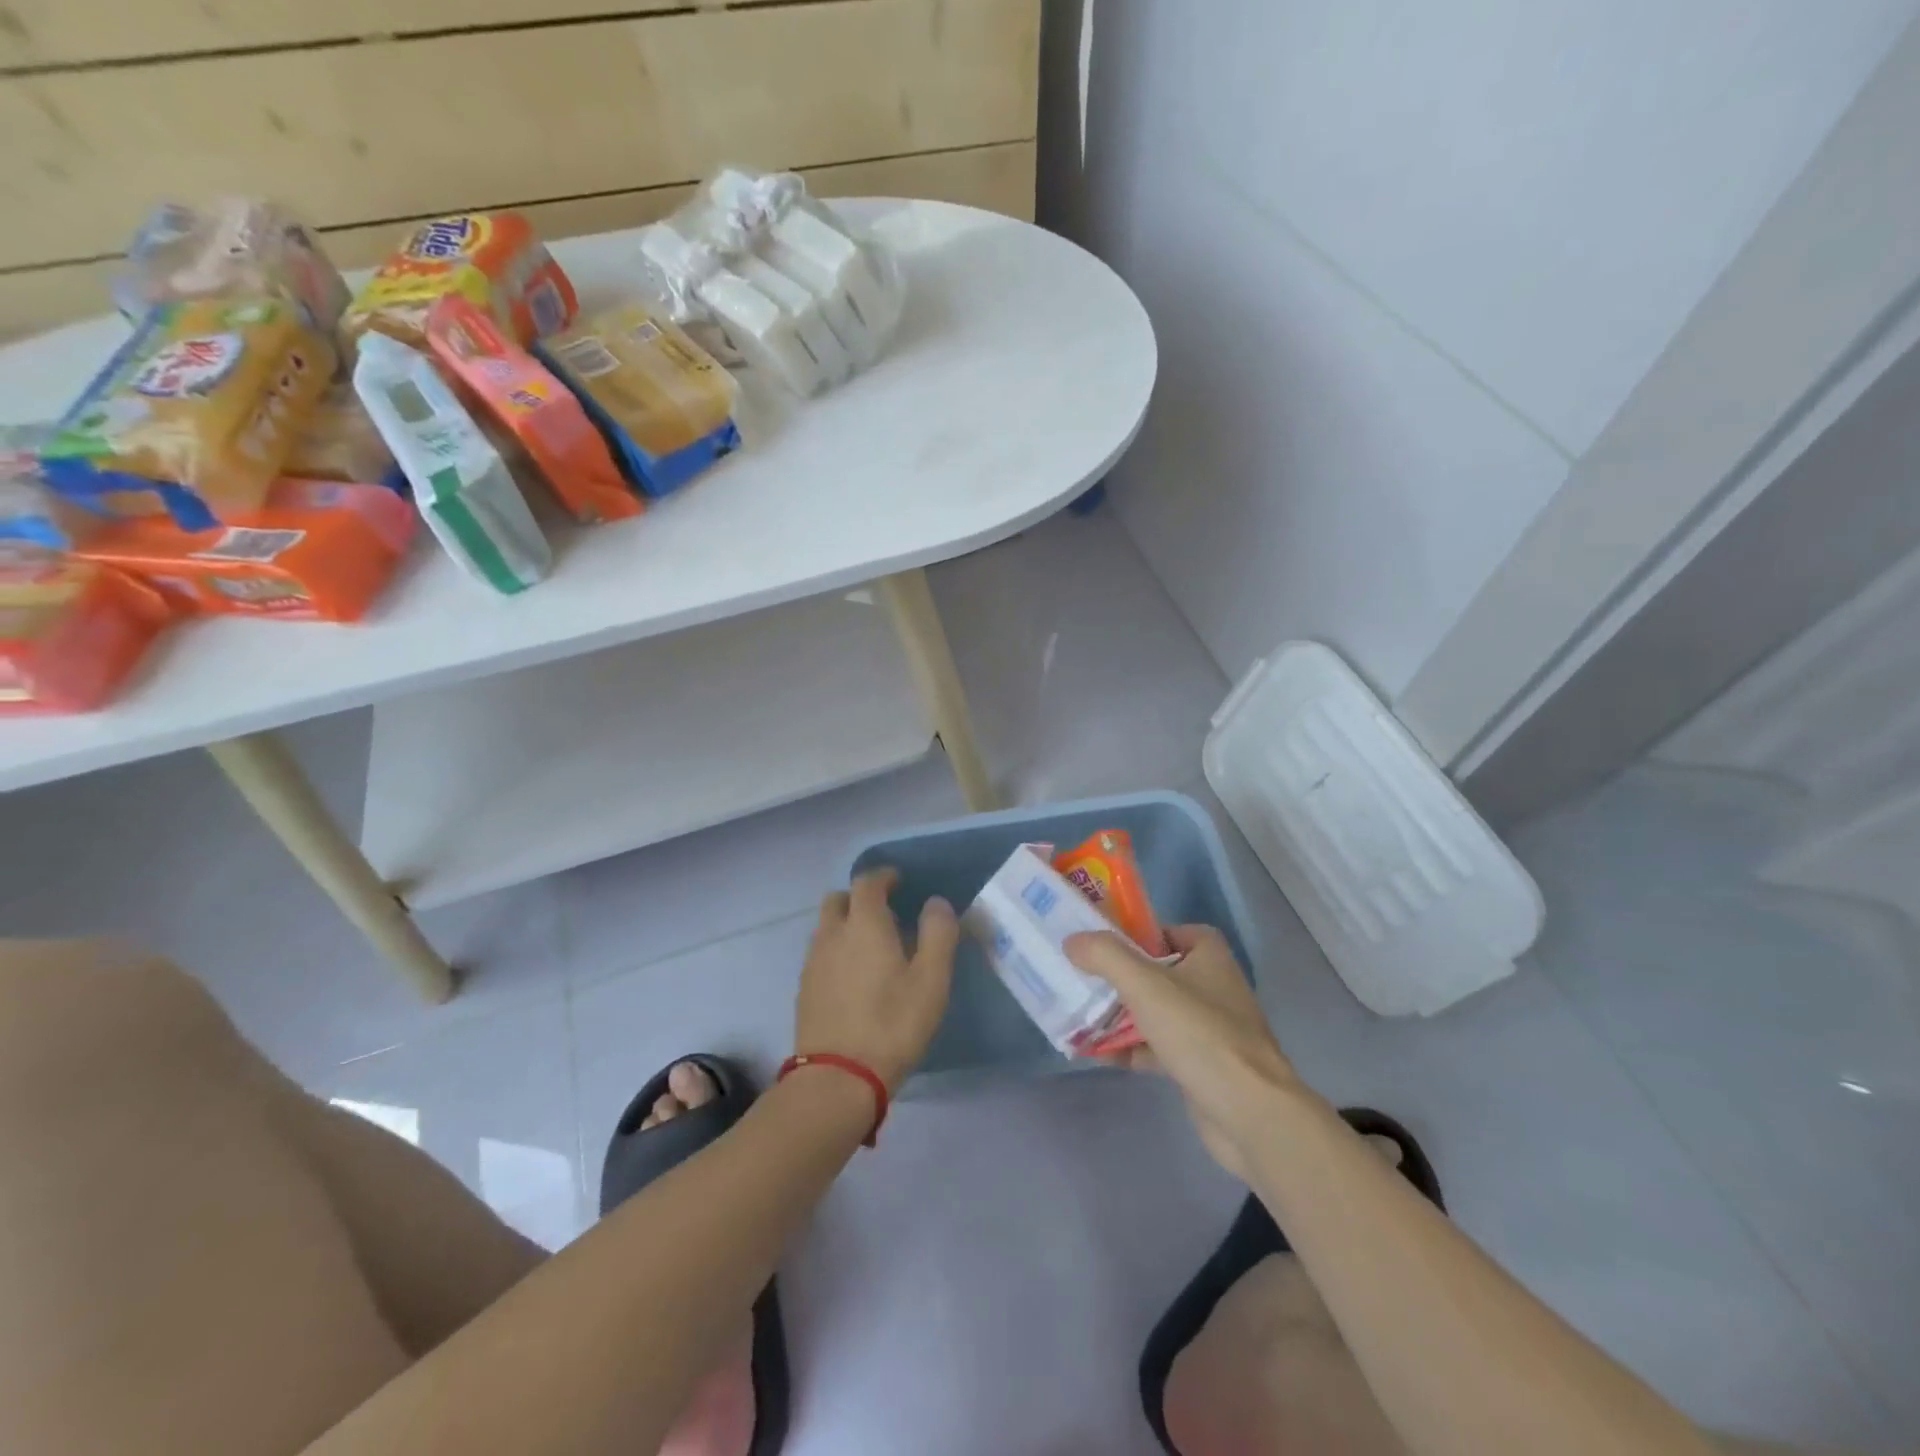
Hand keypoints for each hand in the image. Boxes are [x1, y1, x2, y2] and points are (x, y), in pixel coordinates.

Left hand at [796, 869, 957, 1091]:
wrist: (838, 1079)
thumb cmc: (893, 1024)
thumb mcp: (931, 980)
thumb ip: (938, 934)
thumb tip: (936, 902)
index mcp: (864, 924)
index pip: (867, 882)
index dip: (883, 876)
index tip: (898, 881)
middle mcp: (832, 934)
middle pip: (838, 899)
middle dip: (859, 898)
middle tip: (884, 913)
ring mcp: (813, 963)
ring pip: (826, 927)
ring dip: (846, 925)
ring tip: (871, 947)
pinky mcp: (804, 989)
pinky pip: (820, 954)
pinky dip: (836, 951)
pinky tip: (854, 977)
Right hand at [1066, 925, 1301, 1179]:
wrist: (1250, 1113)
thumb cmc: (1201, 1034)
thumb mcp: (1145, 984)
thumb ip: (1106, 956)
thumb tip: (1072, 941)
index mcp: (1210, 958)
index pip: (1177, 932)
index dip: (1145, 934)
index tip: (1111, 944)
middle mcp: (1213, 988)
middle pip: (1160, 973)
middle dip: (1122, 978)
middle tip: (1085, 979)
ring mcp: (1209, 1030)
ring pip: (1156, 1012)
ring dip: (1121, 1016)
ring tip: (1081, 1017)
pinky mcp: (1202, 1066)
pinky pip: (1159, 1048)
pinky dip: (1131, 1049)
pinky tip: (1100, 1055)